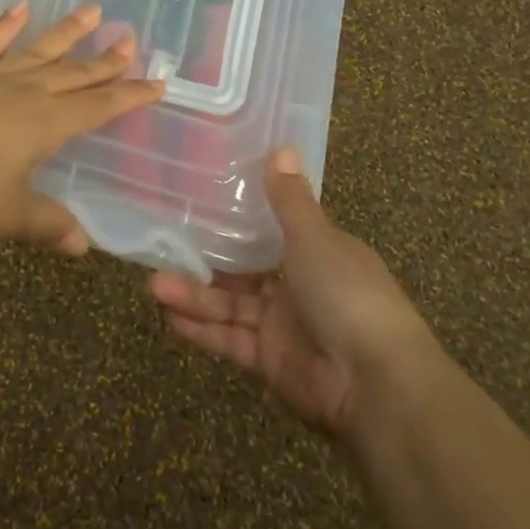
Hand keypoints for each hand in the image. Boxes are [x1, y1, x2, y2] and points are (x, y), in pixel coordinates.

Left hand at [0, 2, 163, 253]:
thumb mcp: (9, 214)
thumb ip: (47, 224)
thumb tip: (82, 245)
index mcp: (46, 124)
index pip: (98, 107)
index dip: (129, 97)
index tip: (157, 83)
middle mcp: (26, 93)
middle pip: (75, 74)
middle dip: (106, 62)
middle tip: (132, 42)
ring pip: (40, 51)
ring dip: (68, 32)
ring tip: (93, 11)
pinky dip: (7, 27)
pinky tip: (21, 8)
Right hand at [149, 151, 437, 440]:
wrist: (375, 382)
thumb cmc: (346, 293)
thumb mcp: (315, 237)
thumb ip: (289, 199)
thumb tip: (282, 147)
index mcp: (317, 251)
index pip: (271, 229)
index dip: (236, 218)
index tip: (197, 203)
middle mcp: (298, 285)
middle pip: (242, 269)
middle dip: (204, 261)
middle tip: (162, 248)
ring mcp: (283, 325)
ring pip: (230, 305)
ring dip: (194, 296)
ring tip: (154, 286)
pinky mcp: (271, 362)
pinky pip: (231, 340)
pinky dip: (203, 332)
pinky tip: (170, 320)